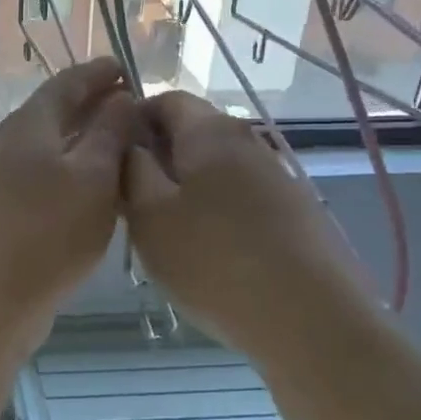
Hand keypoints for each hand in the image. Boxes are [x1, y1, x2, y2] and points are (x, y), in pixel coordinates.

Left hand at [0, 58, 139, 320]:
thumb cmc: (47, 231)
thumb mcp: (92, 175)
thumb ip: (109, 132)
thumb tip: (121, 98)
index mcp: (31, 124)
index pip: (67, 83)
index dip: (99, 73)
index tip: (128, 69)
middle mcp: (15, 145)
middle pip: (58, 113)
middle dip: (96, 106)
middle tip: (137, 108)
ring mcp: (7, 180)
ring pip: (55, 148)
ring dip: (89, 142)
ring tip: (130, 147)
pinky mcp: (10, 213)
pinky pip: (51, 178)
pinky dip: (78, 174)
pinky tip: (103, 192)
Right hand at [122, 92, 360, 341]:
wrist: (309, 320)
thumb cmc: (213, 261)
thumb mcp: (150, 216)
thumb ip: (132, 170)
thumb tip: (130, 145)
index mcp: (211, 132)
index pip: (166, 99)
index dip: (133, 119)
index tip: (111, 157)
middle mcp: (249, 142)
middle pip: (193, 132)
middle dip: (157, 157)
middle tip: (131, 200)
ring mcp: (277, 177)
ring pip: (216, 168)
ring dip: (185, 187)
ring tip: (165, 231)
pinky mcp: (295, 212)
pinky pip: (240, 196)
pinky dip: (215, 210)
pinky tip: (207, 251)